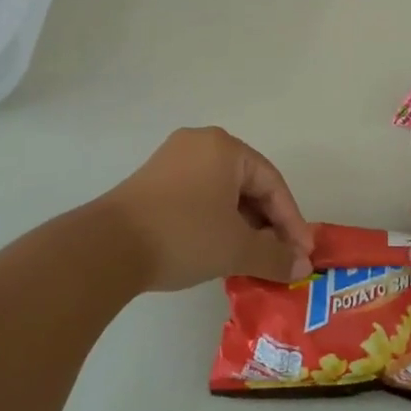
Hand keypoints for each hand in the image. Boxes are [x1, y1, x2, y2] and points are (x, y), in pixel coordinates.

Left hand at [98, 127, 313, 291]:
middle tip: (280, 257)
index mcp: (225, 147)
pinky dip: (216, 221)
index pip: (272, 183)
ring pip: (222, 192)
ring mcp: (172, 160)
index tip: (303, 254)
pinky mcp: (152, 181)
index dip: (292, 221)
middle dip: (267, 224)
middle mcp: (200, 143)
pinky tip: (219, 249)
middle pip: (248, 184)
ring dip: (242, 225)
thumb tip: (301, 267)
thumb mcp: (236, 248)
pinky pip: (198, 196)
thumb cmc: (184, 235)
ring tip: (252, 258)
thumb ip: (275, 255)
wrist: (107, 247)